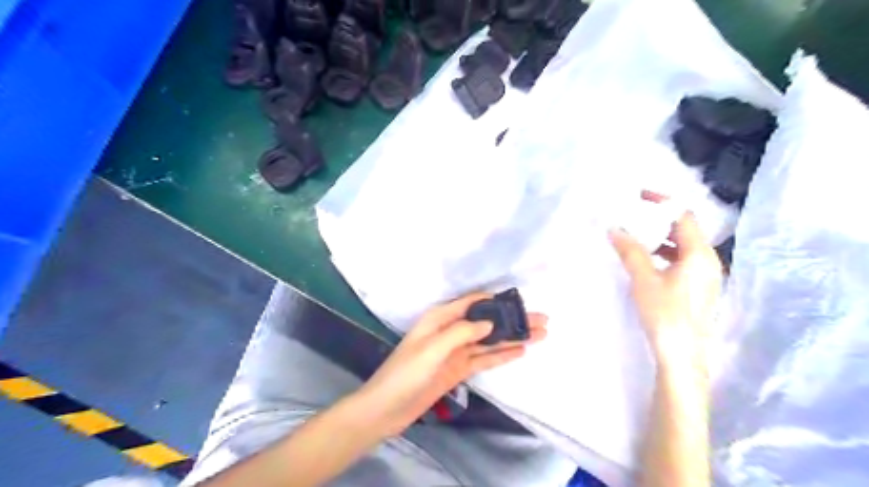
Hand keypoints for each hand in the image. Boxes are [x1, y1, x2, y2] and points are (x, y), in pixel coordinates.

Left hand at [350, 294, 540, 435]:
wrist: (387, 408)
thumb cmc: (406, 373)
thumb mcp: (433, 348)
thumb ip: (461, 333)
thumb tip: (489, 322)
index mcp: (441, 318)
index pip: (474, 303)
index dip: (497, 301)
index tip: (522, 303)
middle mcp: (451, 330)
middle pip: (487, 322)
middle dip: (512, 320)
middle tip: (542, 321)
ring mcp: (456, 351)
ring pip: (489, 341)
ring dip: (513, 337)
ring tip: (540, 335)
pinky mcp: (458, 369)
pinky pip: (484, 359)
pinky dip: (501, 354)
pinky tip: (520, 351)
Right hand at [606, 210, 722, 354]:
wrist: (682, 355)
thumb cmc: (665, 314)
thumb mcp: (644, 279)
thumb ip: (630, 251)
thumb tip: (615, 228)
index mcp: (699, 254)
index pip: (684, 216)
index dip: (663, 203)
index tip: (640, 197)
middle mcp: (708, 261)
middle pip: (686, 229)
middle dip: (660, 220)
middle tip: (633, 215)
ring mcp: (706, 276)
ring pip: (684, 246)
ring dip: (661, 237)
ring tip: (635, 236)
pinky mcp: (699, 288)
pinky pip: (683, 260)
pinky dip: (665, 253)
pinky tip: (646, 261)